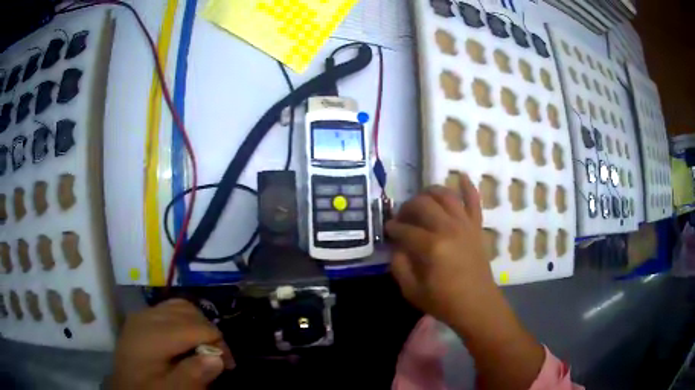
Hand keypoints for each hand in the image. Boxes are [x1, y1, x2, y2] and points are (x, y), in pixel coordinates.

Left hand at [111, 299, 234, 389]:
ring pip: (180, 306)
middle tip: (219, 357)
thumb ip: (192, 375)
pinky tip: (187, 337)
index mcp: (152, 335)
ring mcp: (142, 314)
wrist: (125, 387)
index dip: (218, 344)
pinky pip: (169, 308)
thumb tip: (217, 358)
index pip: (196, 327)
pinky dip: (185, 319)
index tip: (228, 366)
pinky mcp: (141, 317)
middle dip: (210, 332)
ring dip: (198, 323)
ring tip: (205, 346)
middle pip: (189, 312)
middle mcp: (146, 316)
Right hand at [388, 175, 545, 388]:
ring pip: (446, 195)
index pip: (405, 229)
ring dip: (430, 192)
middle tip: (402, 217)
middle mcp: (448, 228)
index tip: (388, 230)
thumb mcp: (411, 290)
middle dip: (407, 207)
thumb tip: (397, 245)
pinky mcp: (477, 227)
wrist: (477, 305)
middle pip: (423, 204)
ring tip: (422, 198)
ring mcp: (465, 225)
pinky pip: (474, 201)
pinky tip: (461, 177)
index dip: (392, 228)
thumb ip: (399, 265)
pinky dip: (468, 187)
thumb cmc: (444, 302)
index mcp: (431, 247)